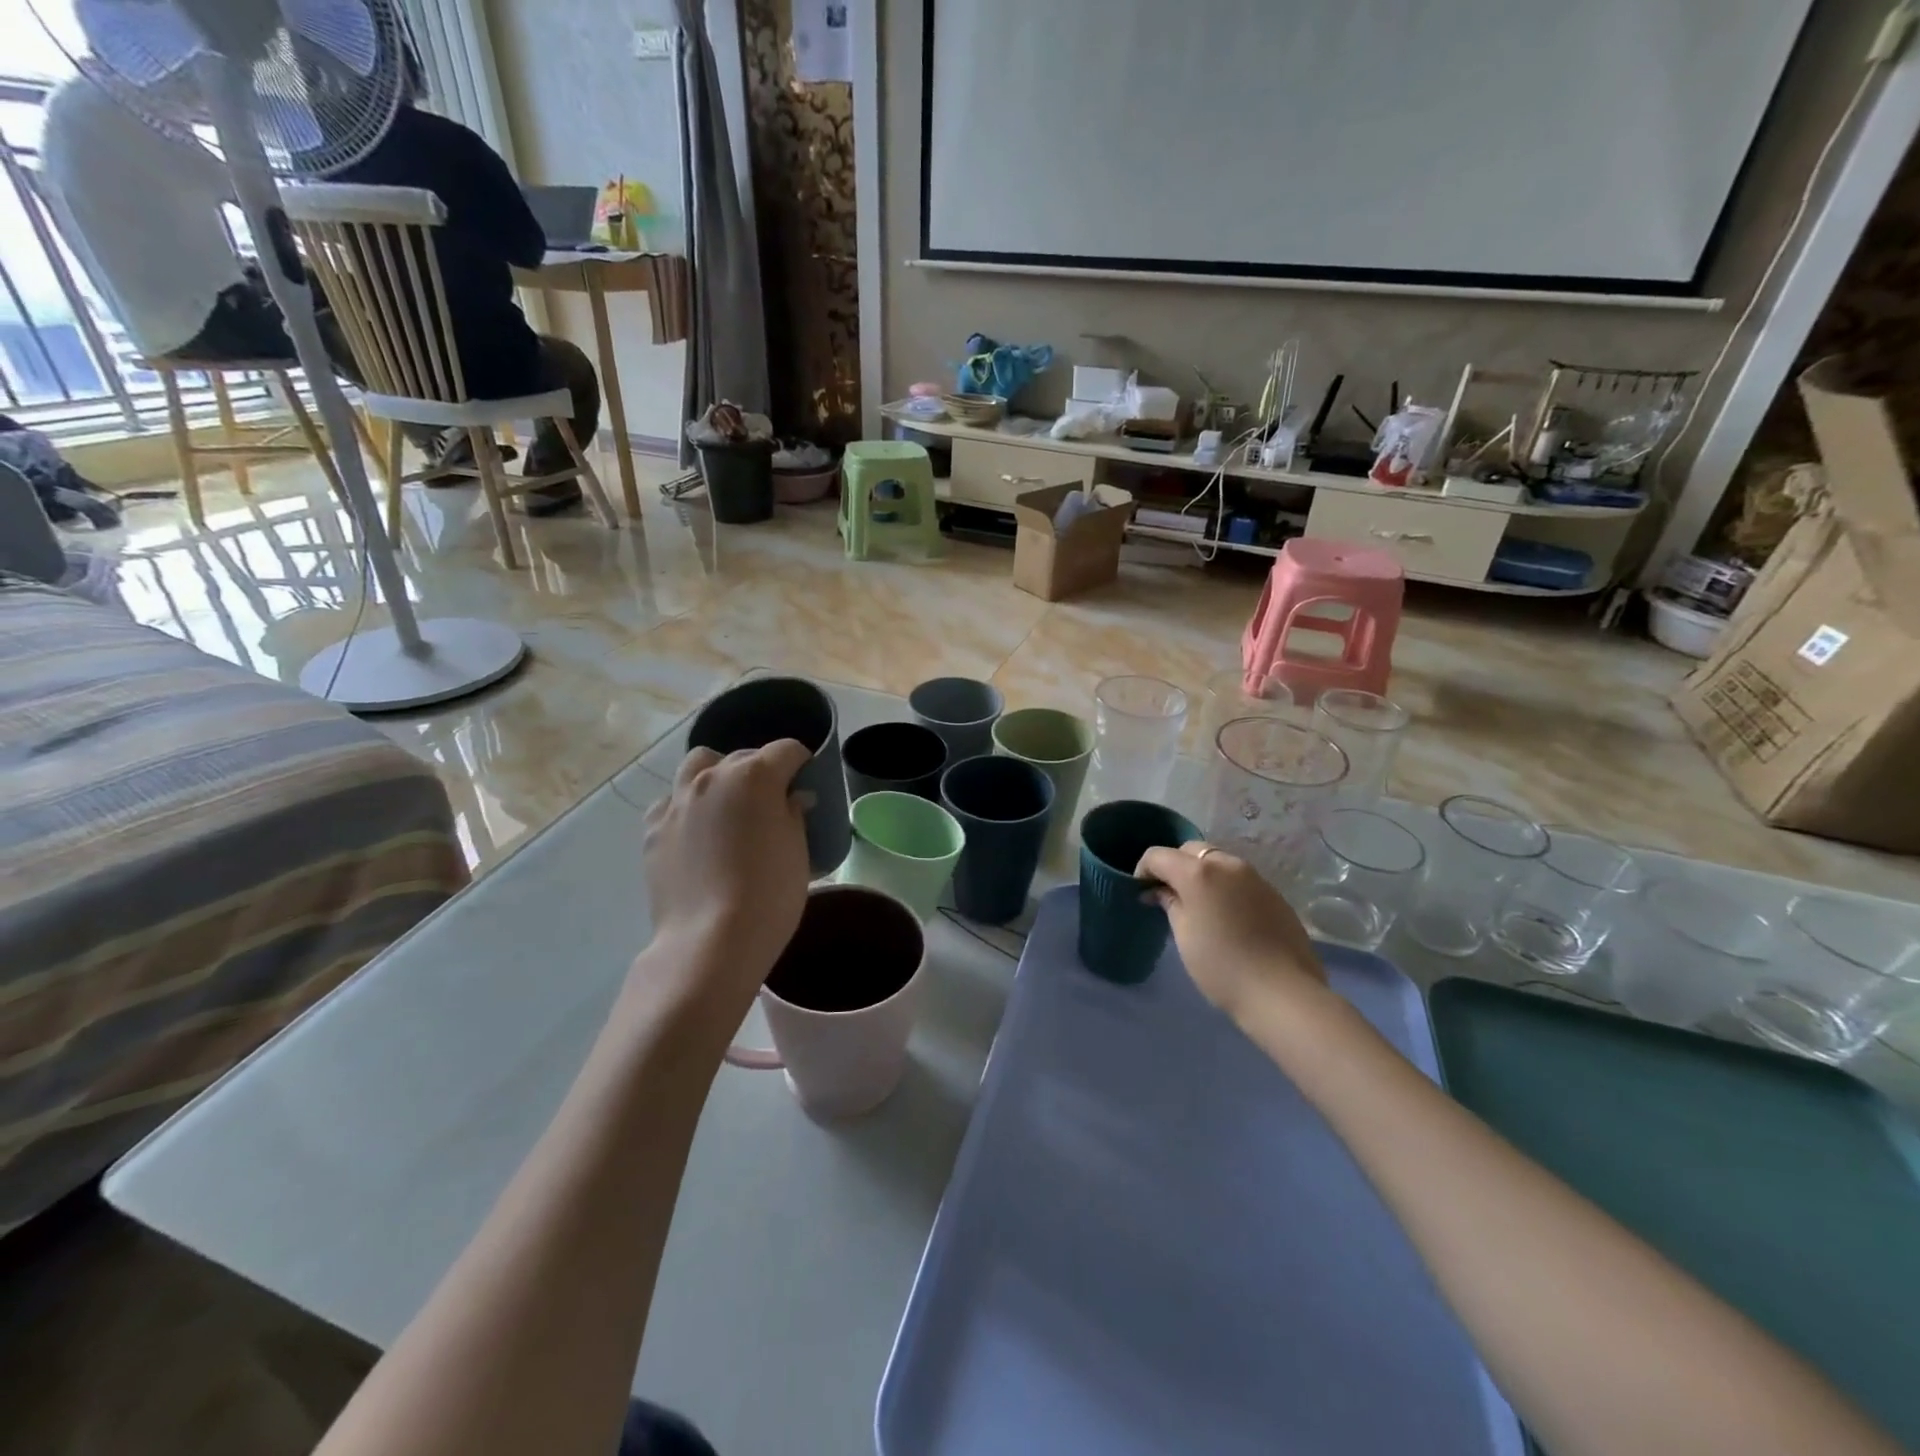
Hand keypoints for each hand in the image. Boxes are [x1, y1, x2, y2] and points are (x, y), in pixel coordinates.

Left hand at [641, 742, 812, 1016]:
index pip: (786, 750)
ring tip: (728, 803)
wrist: (711, 941)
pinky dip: (687, 805)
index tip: (807, 779)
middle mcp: (712, 777)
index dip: (801, 762)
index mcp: (755, 776)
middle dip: (761, 769)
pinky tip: (697, 831)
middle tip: (773, 799)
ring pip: (698, 766)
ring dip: (717, 774)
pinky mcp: (654, 829)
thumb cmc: (770, 894)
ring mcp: (677, 801)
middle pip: (742, 755)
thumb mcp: (797, 850)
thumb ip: (794, 813)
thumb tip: (792, 799)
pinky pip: (672, 801)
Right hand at [1135, 842, 1325, 1023]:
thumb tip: (1160, 891)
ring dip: (1202, 875)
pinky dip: (1226, 887)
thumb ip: (1170, 904)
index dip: (1143, 870)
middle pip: (1191, 851)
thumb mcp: (1184, 935)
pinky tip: (1227, 916)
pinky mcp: (1274, 893)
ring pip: (1218, 862)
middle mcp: (1227, 864)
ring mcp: (1255, 877)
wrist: (1283, 993)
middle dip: (1175, 866)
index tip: (1141, 892)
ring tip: (1199, 905)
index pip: (1158, 855)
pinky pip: (1240, 879)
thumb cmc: (1221, 966)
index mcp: (1198, 872)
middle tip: (1169, 895)